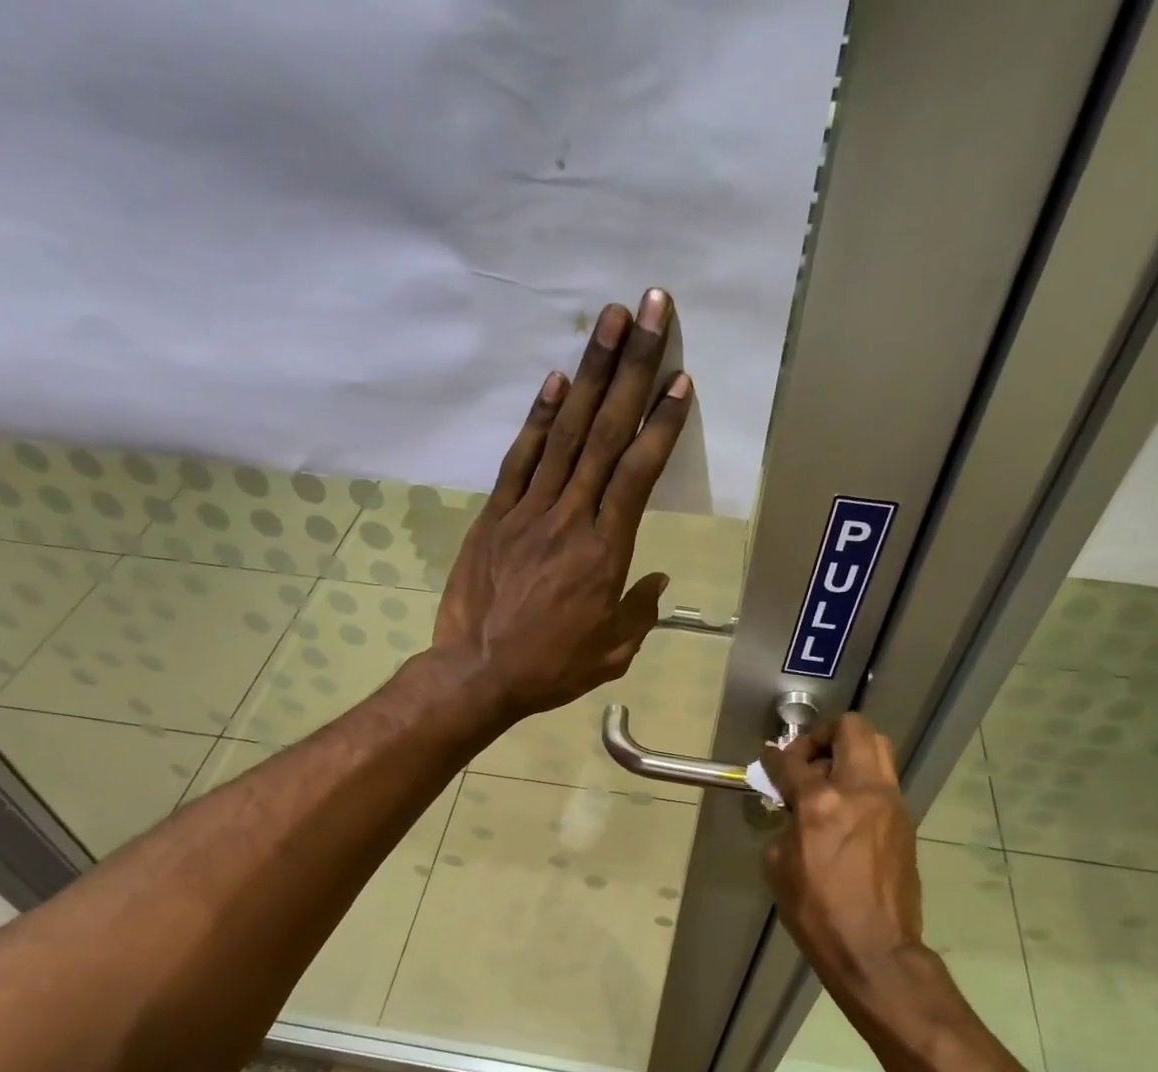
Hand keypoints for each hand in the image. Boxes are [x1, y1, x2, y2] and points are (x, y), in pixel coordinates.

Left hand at [432, 289, 692, 721]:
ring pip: (565, 434)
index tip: (680, 379)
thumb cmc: (551, 669)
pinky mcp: (495, 516)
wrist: (477, 674)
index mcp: (605, 554)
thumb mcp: (612, 653)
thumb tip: (658, 580)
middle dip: (633, 369)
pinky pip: (520, 459)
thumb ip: (639, 613)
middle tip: (652, 310)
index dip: (661, 424)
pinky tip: (558, 380)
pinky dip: (539, 418)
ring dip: (590, 373)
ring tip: (611, 321)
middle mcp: (571, 519)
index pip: (637, 475)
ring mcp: (529, 512)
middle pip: (606, 435)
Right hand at [761, 716, 926, 1013]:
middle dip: (823, 736)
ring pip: (877, 748)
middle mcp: (861, 791)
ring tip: (827, 781)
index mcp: (821, 802)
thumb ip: (787, 823)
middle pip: (851, 729)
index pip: (793, 761)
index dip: (775, 756)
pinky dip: (861, 781)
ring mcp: (890, 803)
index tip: (769, 757)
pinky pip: (882, 781)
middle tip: (807, 760)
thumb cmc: (816, 911)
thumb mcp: (780, 865)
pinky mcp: (905, 821)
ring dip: (848, 753)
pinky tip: (845, 810)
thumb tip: (794, 807)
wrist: (874, 948)